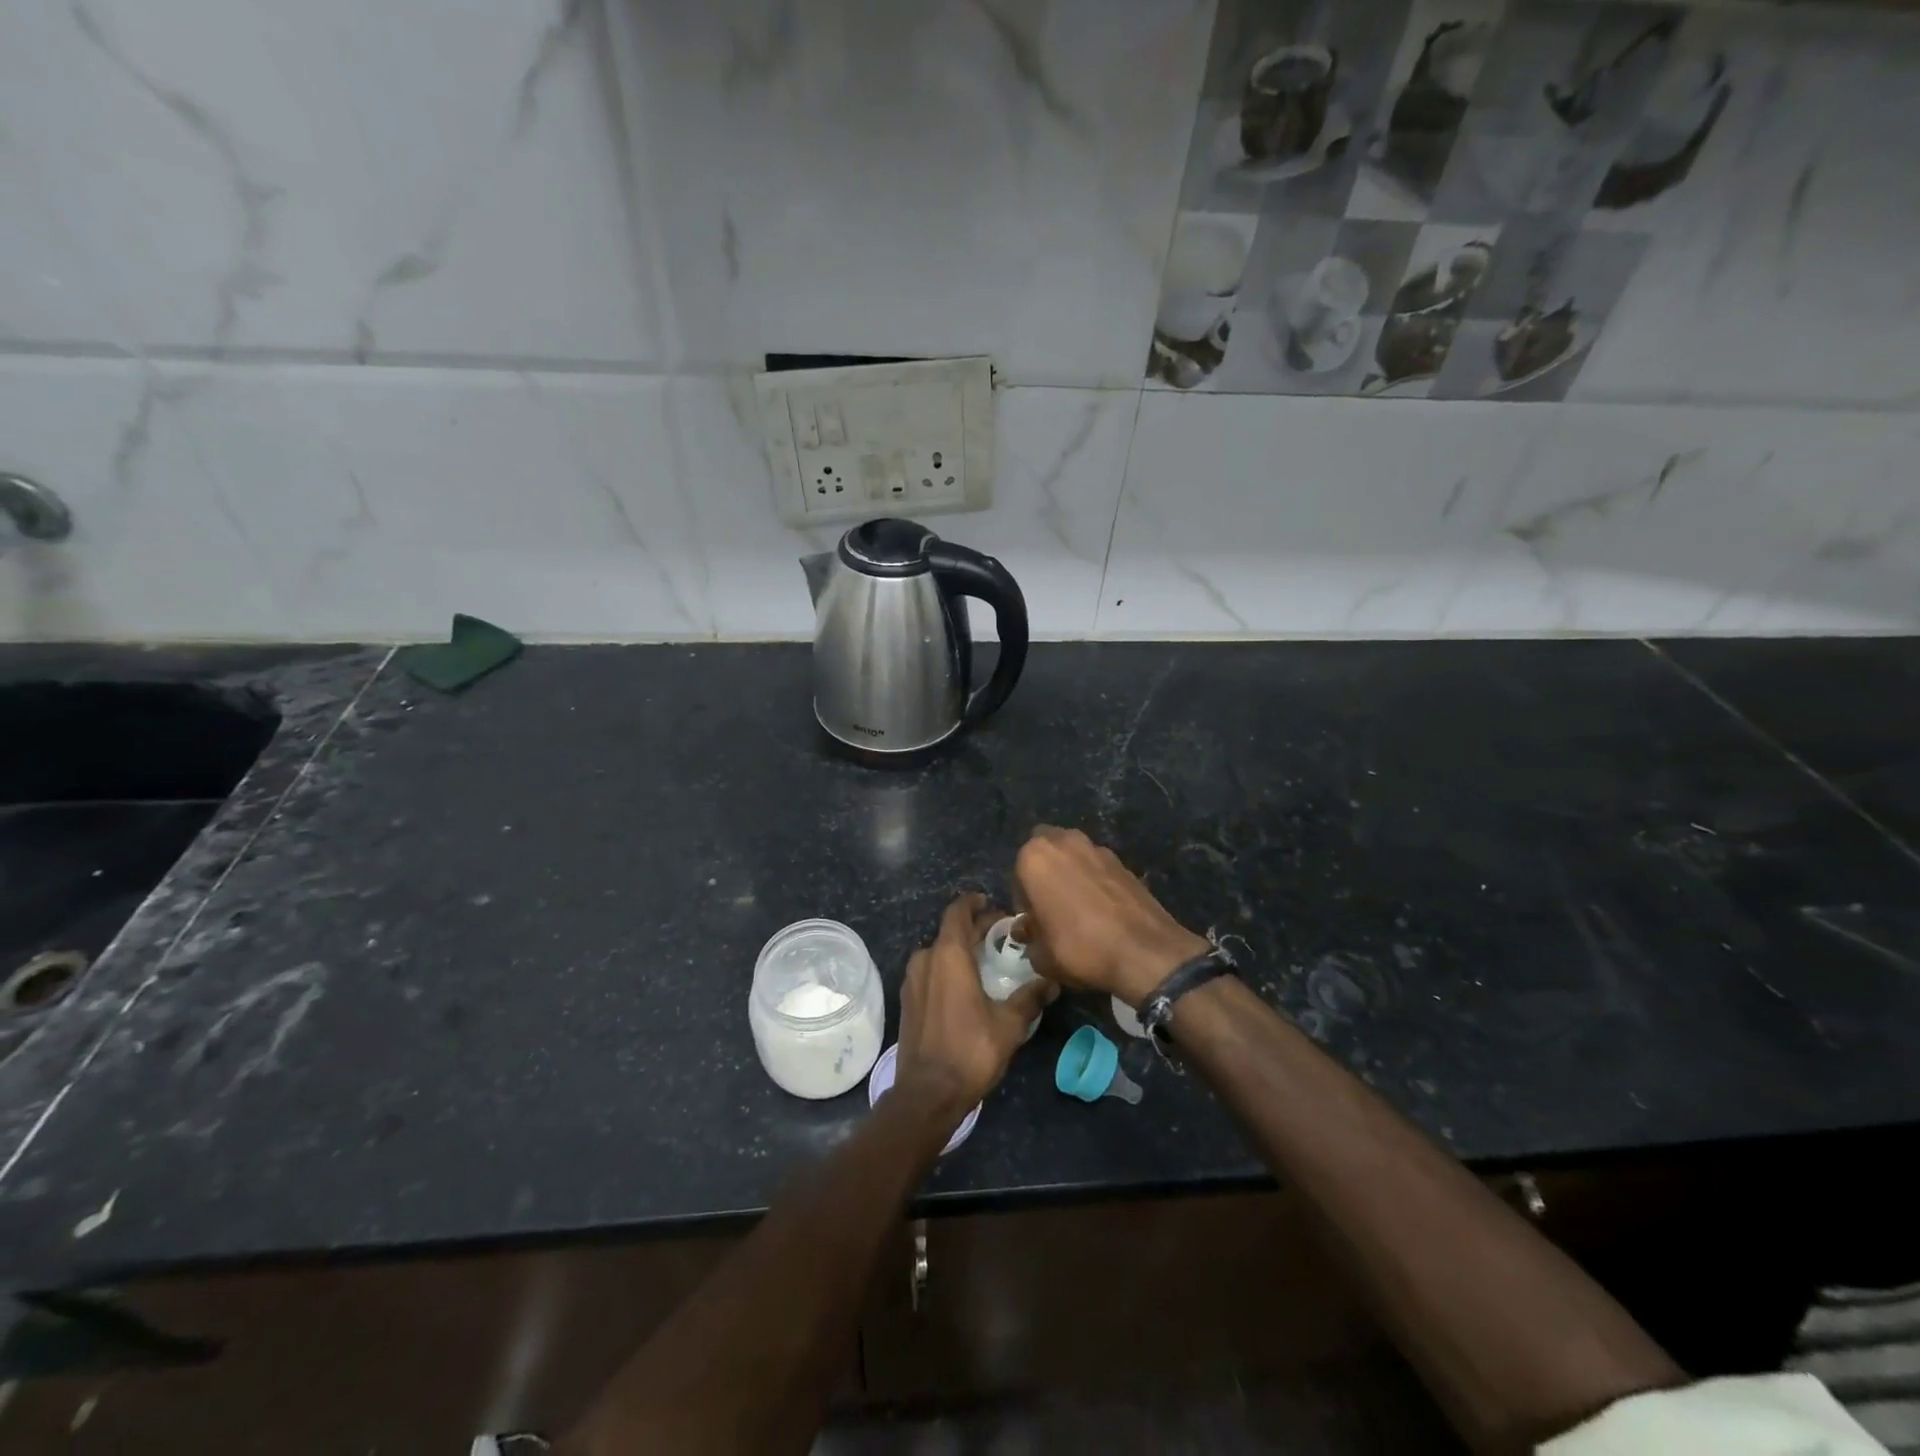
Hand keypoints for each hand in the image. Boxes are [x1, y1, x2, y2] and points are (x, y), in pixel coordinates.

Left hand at [896, 893, 1056, 1113]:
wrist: (927, 1093)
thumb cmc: (970, 1050)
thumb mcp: (1009, 1024)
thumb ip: (1030, 997)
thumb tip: (1052, 982)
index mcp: (948, 955)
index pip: (957, 911)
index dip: (974, 903)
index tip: (992, 904)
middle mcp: (925, 959)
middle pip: (949, 931)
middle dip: (974, 927)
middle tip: (1000, 933)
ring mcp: (912, 980)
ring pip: (938, 951)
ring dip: (960, 948)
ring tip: (986, 958)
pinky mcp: (908, 1000)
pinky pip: (930, 970)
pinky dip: (948, 967)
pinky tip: (966, 983)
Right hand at [1013, 826, 1208, 1006]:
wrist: (1144, 952)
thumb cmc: (1080, 948)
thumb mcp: (1042, 956)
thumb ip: (1030, 938)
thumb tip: (1031, 931)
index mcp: (1035, 857)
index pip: (1017, 874)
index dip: (1024, 901)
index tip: (1034, 923)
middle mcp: (1064, 842)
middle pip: (1045, 850)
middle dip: (1045, 872)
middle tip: (1051, 905)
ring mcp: (1097, 848)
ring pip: (1073, 855)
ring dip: (1070, 872)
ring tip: (1079, 908)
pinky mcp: (1123, 861)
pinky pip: (1098, 867)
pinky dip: (1095, 881)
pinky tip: (1102, 911)